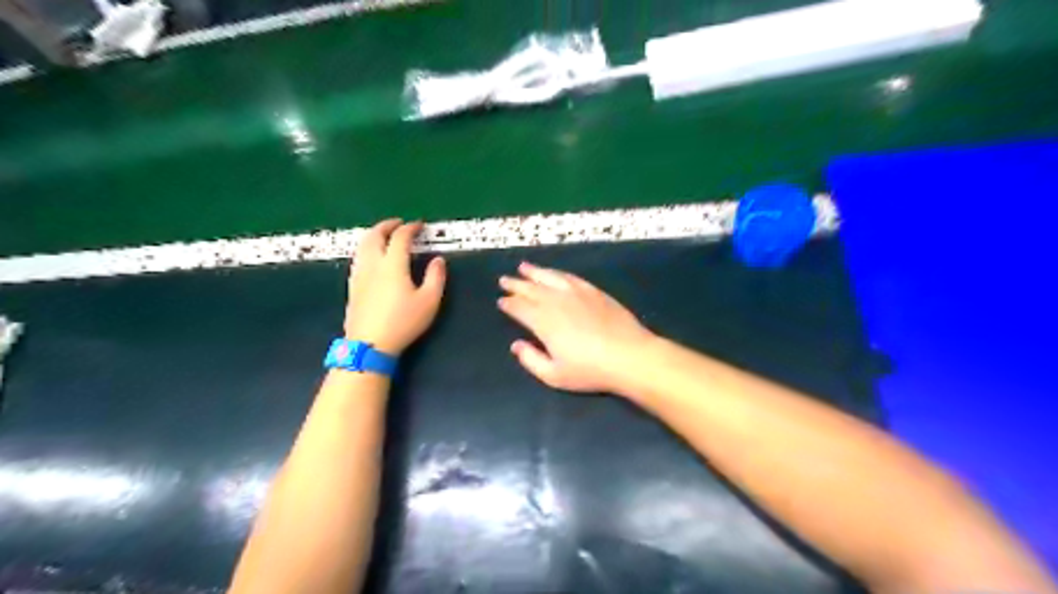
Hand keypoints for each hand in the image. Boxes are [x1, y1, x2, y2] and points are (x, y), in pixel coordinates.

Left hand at [348, 221, 444, 355]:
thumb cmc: (403, 322)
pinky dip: (367, 248)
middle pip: (375, 235)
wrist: (369, 344)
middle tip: (398, 223)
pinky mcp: (352, 286)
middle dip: (386, 225)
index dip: (410, 228)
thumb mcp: (429, 301)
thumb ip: (435, 277)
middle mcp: (373, 264)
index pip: (400, 237)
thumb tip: (438, 260)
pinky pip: (358, 257)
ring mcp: (359, 274)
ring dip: (374, 235)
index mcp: (393, 264)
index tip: (419, 225)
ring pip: (362, 245)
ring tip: (384, 236)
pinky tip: (372, 257)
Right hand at [496, 263, 653, 393]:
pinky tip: (555, 274)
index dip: (509, 304)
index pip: (520, 308)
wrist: (629, 356)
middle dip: (516, 284)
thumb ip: (531, 360)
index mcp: (544, 322)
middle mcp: (556, 302)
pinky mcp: (594, 291)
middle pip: (531, 289)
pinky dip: (558, 274)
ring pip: (550, 277)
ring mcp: (577, 293)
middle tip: (505, 279)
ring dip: (535, 272)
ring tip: (524, 267)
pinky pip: (571, 278)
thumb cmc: (590, 370)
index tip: (501, 301)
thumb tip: (516, 345)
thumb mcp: (554, 375)